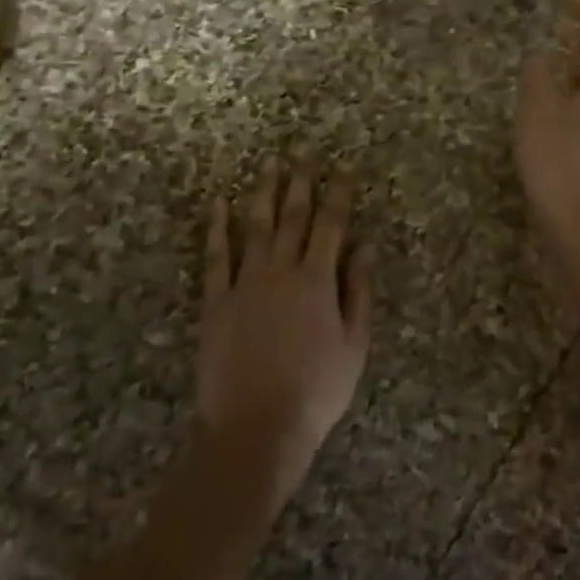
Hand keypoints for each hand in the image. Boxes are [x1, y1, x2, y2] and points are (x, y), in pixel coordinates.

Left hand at [196, 157, 374, 501]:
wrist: (255, 427)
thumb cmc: (316, 391)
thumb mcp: (355, 345)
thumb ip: (359, 292)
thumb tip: (364, 248)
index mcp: (318, 281)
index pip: (332, 225)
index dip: (339, 194)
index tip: (343, 168)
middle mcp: (281, 271)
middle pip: (292, 217)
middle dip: (300, 182)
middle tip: (302, 152)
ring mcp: (244, 284)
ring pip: (255, 227)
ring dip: (263, 193)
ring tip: (268, 165)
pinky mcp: (215, 302)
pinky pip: (215, 257)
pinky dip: (217, 228)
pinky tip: (219, 204)